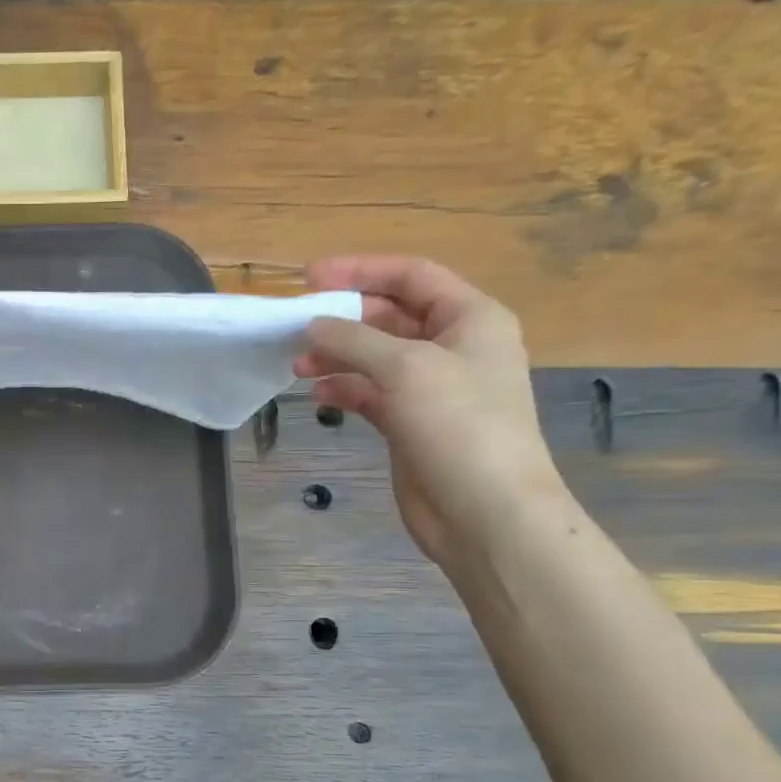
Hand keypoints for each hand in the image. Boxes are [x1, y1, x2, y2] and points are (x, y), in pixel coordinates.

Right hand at [294, 257, 567, 567]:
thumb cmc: (458, 426)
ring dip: (337, 356)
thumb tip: (312, 326)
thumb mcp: (406, 368)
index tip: (309, 277)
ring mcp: (431, 388)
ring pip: (375, 357)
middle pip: (390, 316)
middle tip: (296, 325)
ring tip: (297, 365)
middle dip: (343, 319)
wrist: (484, 510)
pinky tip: (318, 395)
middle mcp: (453, 347)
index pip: (412, 277)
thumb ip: (354, 340)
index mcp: (470, 318)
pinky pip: (371, 393)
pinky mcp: (410, 423)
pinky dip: (344, 389)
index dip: (361, 271)